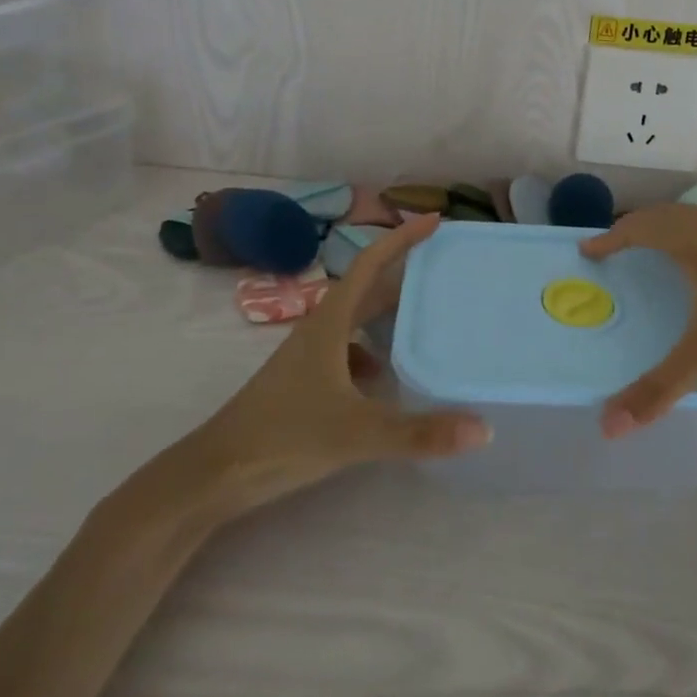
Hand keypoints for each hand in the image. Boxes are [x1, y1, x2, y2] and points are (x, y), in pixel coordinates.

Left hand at [164, 215, 488, 521]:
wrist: (213, 475)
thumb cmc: (283, 437)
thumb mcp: (357, 433)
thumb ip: (419, 433)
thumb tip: (484, 429)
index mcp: (330, 322)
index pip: (369, 264)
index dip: (401, 238)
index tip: (434, 221)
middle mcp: (320, 330)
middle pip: (367, 288)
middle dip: (403, 273)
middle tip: (444, 269)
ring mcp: (309, 356)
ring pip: (357, 321)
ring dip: (389, 313)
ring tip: (427, 318)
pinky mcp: (304, 382)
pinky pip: (348, 351)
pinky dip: (373, 352)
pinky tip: (387, 378)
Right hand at [581, 204, 696, 434]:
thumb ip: (660, 388)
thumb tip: (608, 427)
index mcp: (690, 238)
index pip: (636, 228)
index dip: (609, 240)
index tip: (588, 251)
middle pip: (663, 216)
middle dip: (636, 231)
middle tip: (619, 251)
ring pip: (696, 218)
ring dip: (671, 231)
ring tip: (663, 255)